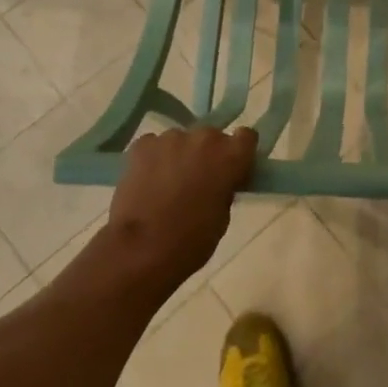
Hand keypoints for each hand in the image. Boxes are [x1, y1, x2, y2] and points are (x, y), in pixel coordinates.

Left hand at [107, 126, 257, 294]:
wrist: (141, 249)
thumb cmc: (191, 240)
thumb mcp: (222, 217)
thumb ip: (225, 188)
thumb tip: (218, 181)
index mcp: (231, 156)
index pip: (246, 137)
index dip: (239, 151)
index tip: (232, 167)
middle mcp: (204, 138)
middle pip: (211, 136)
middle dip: (207, 154)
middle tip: (197, 179)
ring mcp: (171, 138)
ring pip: (180, 140)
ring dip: (179, 155)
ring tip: (167, 183)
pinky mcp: (142, 145)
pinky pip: (154, 146)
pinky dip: (153, 159)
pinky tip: (147, 181)